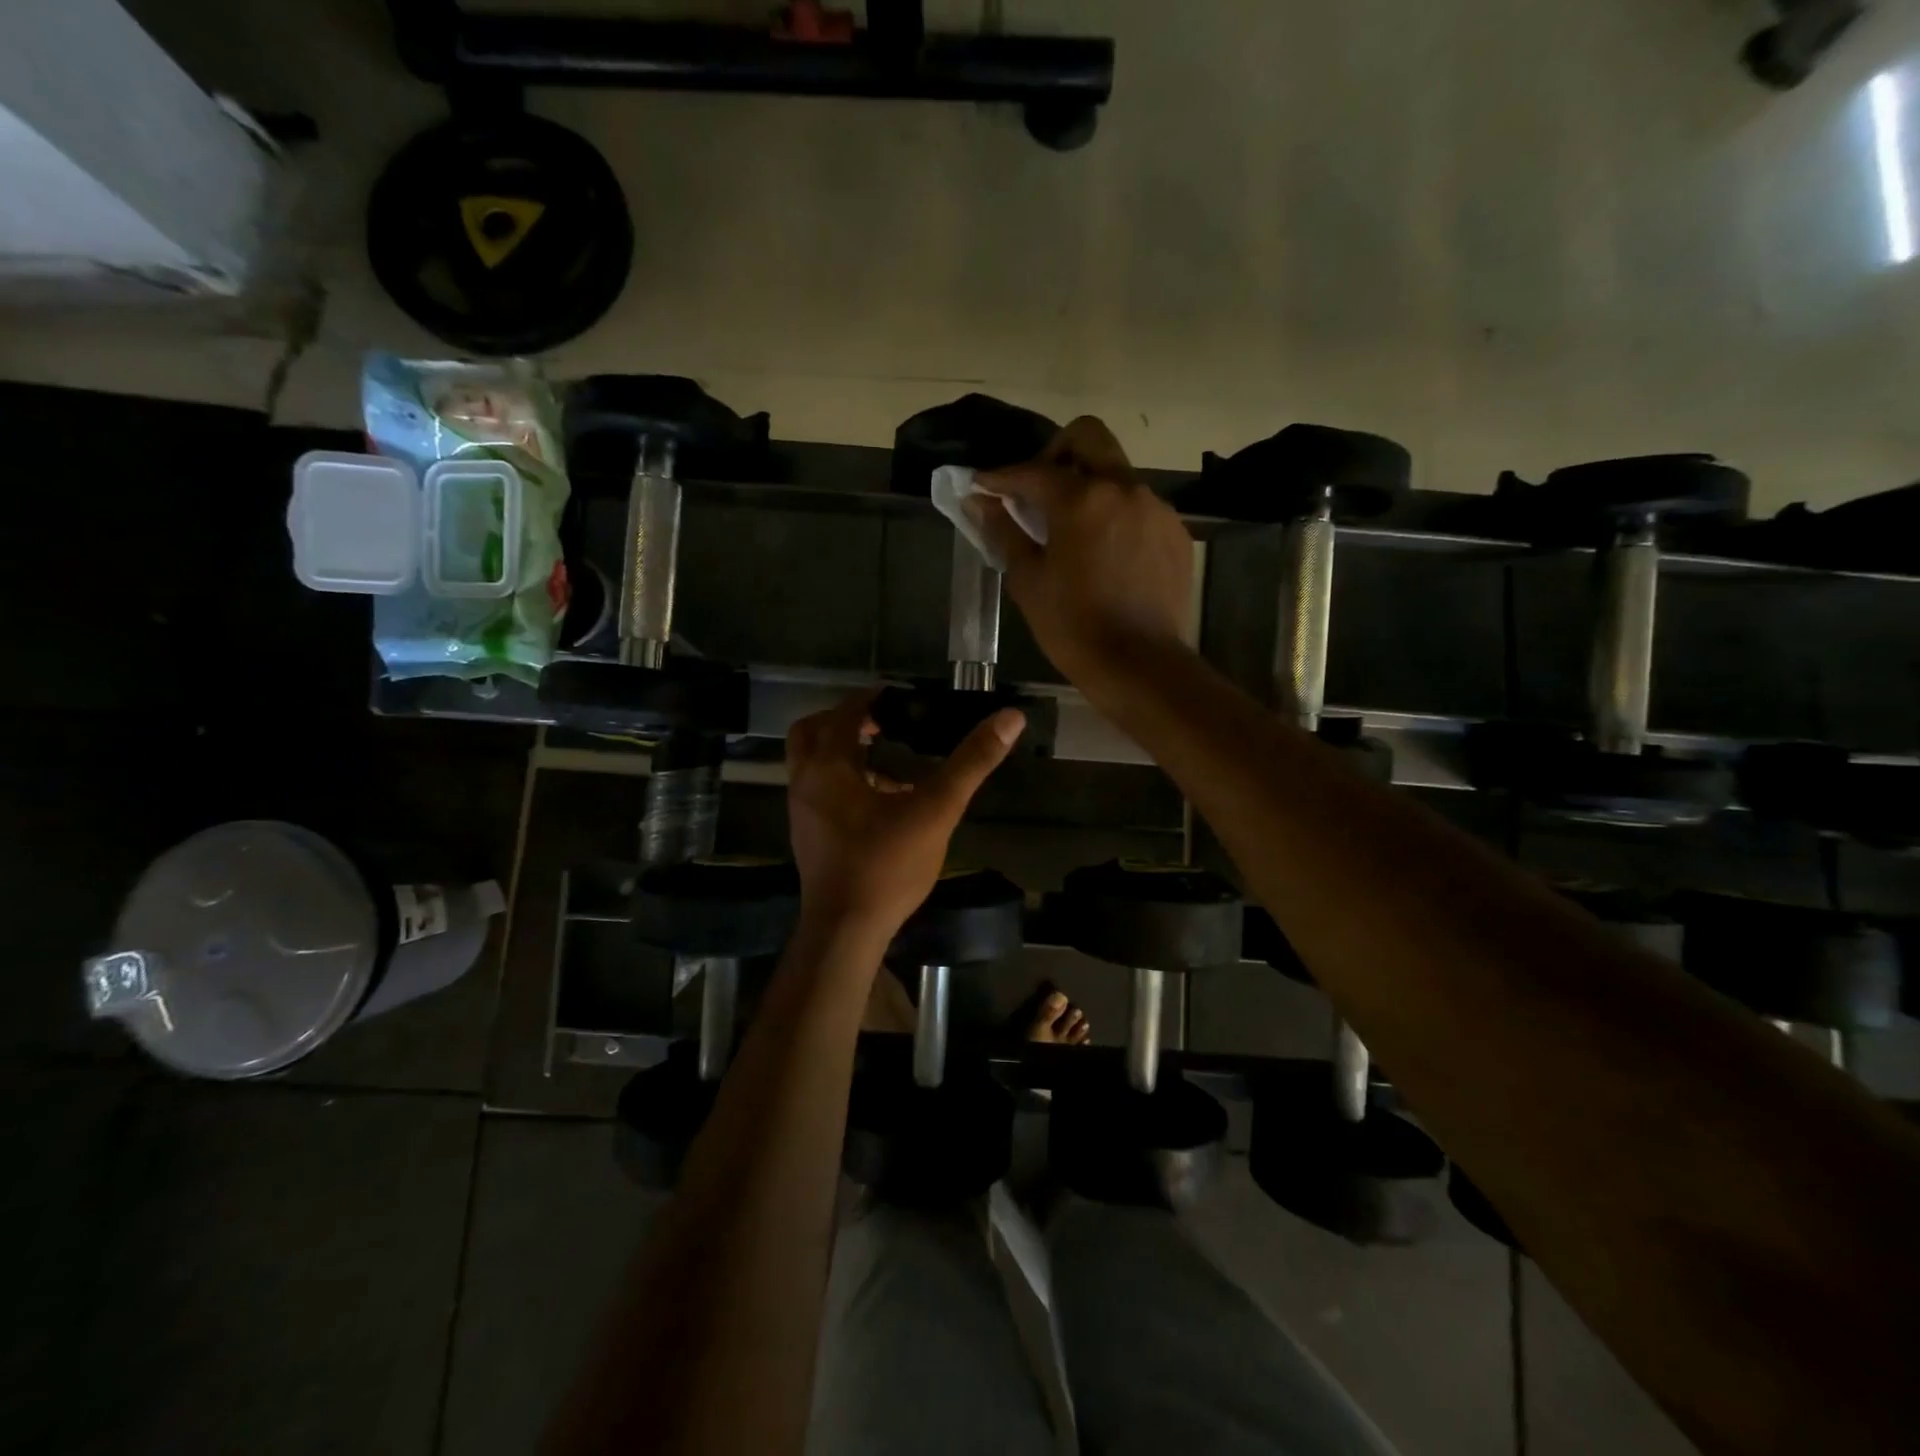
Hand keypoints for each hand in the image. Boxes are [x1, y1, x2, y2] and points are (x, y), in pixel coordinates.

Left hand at [786, 690, 1023, 937]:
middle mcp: (804, 782)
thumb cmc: (887, 865)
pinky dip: (841, 782)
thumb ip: (971, 762)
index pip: (845, 714)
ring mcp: (800, 812)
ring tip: (886, 762)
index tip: (899, 698)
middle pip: (812, 732)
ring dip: (843, 753)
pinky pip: (818, 792)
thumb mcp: (936, 809)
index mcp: (829, 766)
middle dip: (845, 721)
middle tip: (883, 724)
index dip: (872, 700)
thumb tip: (1009, 717)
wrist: (846, 929)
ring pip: (811, 764)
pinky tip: (880, 804)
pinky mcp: (806, 837)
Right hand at [972, 417, 1193, 704]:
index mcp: (1080, 499)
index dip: (1000, 476)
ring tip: (1074, 530)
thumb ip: (1004, 532)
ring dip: (1089, 487)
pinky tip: (1106, 553)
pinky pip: (1139, 506)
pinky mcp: (1175, 532)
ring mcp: (1155, 508)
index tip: (981, 485)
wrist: (1139, 665)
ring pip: (1116, 473)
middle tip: (1038, 489)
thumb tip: (979, 502)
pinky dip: (1116, 515)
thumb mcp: (1028, 581)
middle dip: (1055, 452)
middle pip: (1087, 437)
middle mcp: (1122, 489)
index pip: (1032, 471)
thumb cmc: (1073, 627)